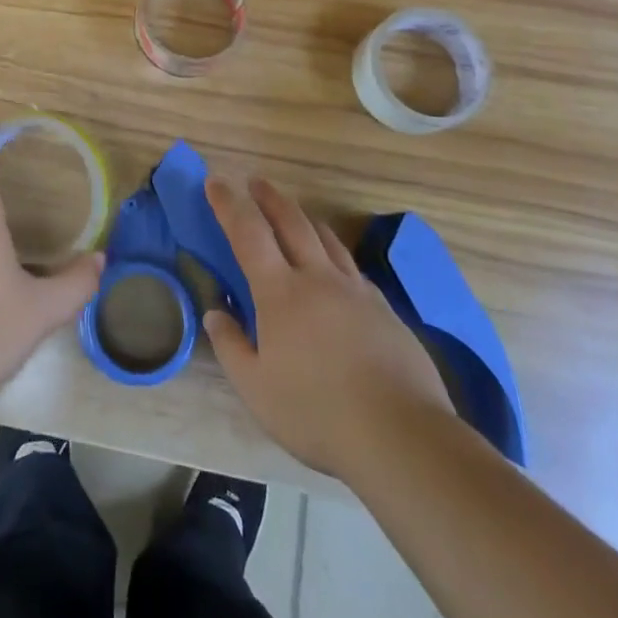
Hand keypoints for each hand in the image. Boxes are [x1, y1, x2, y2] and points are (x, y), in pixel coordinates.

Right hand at [204, 177, 452, 477]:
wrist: (401, 435)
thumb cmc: (318, 413)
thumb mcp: (256, 389)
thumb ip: (231, 346)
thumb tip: (216, 313)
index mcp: (280, 292)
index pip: (248, 232)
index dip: (228, 203)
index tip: (215, 181)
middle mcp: (317, 278)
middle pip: (291, 221)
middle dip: (269, 197)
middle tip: (255, 182)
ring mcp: (356, 290)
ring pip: (327, 238)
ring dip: (304, 218)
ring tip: (295, 213)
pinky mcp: (384, 309)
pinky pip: (352, 267)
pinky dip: (334, 253)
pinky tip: (336, 268)